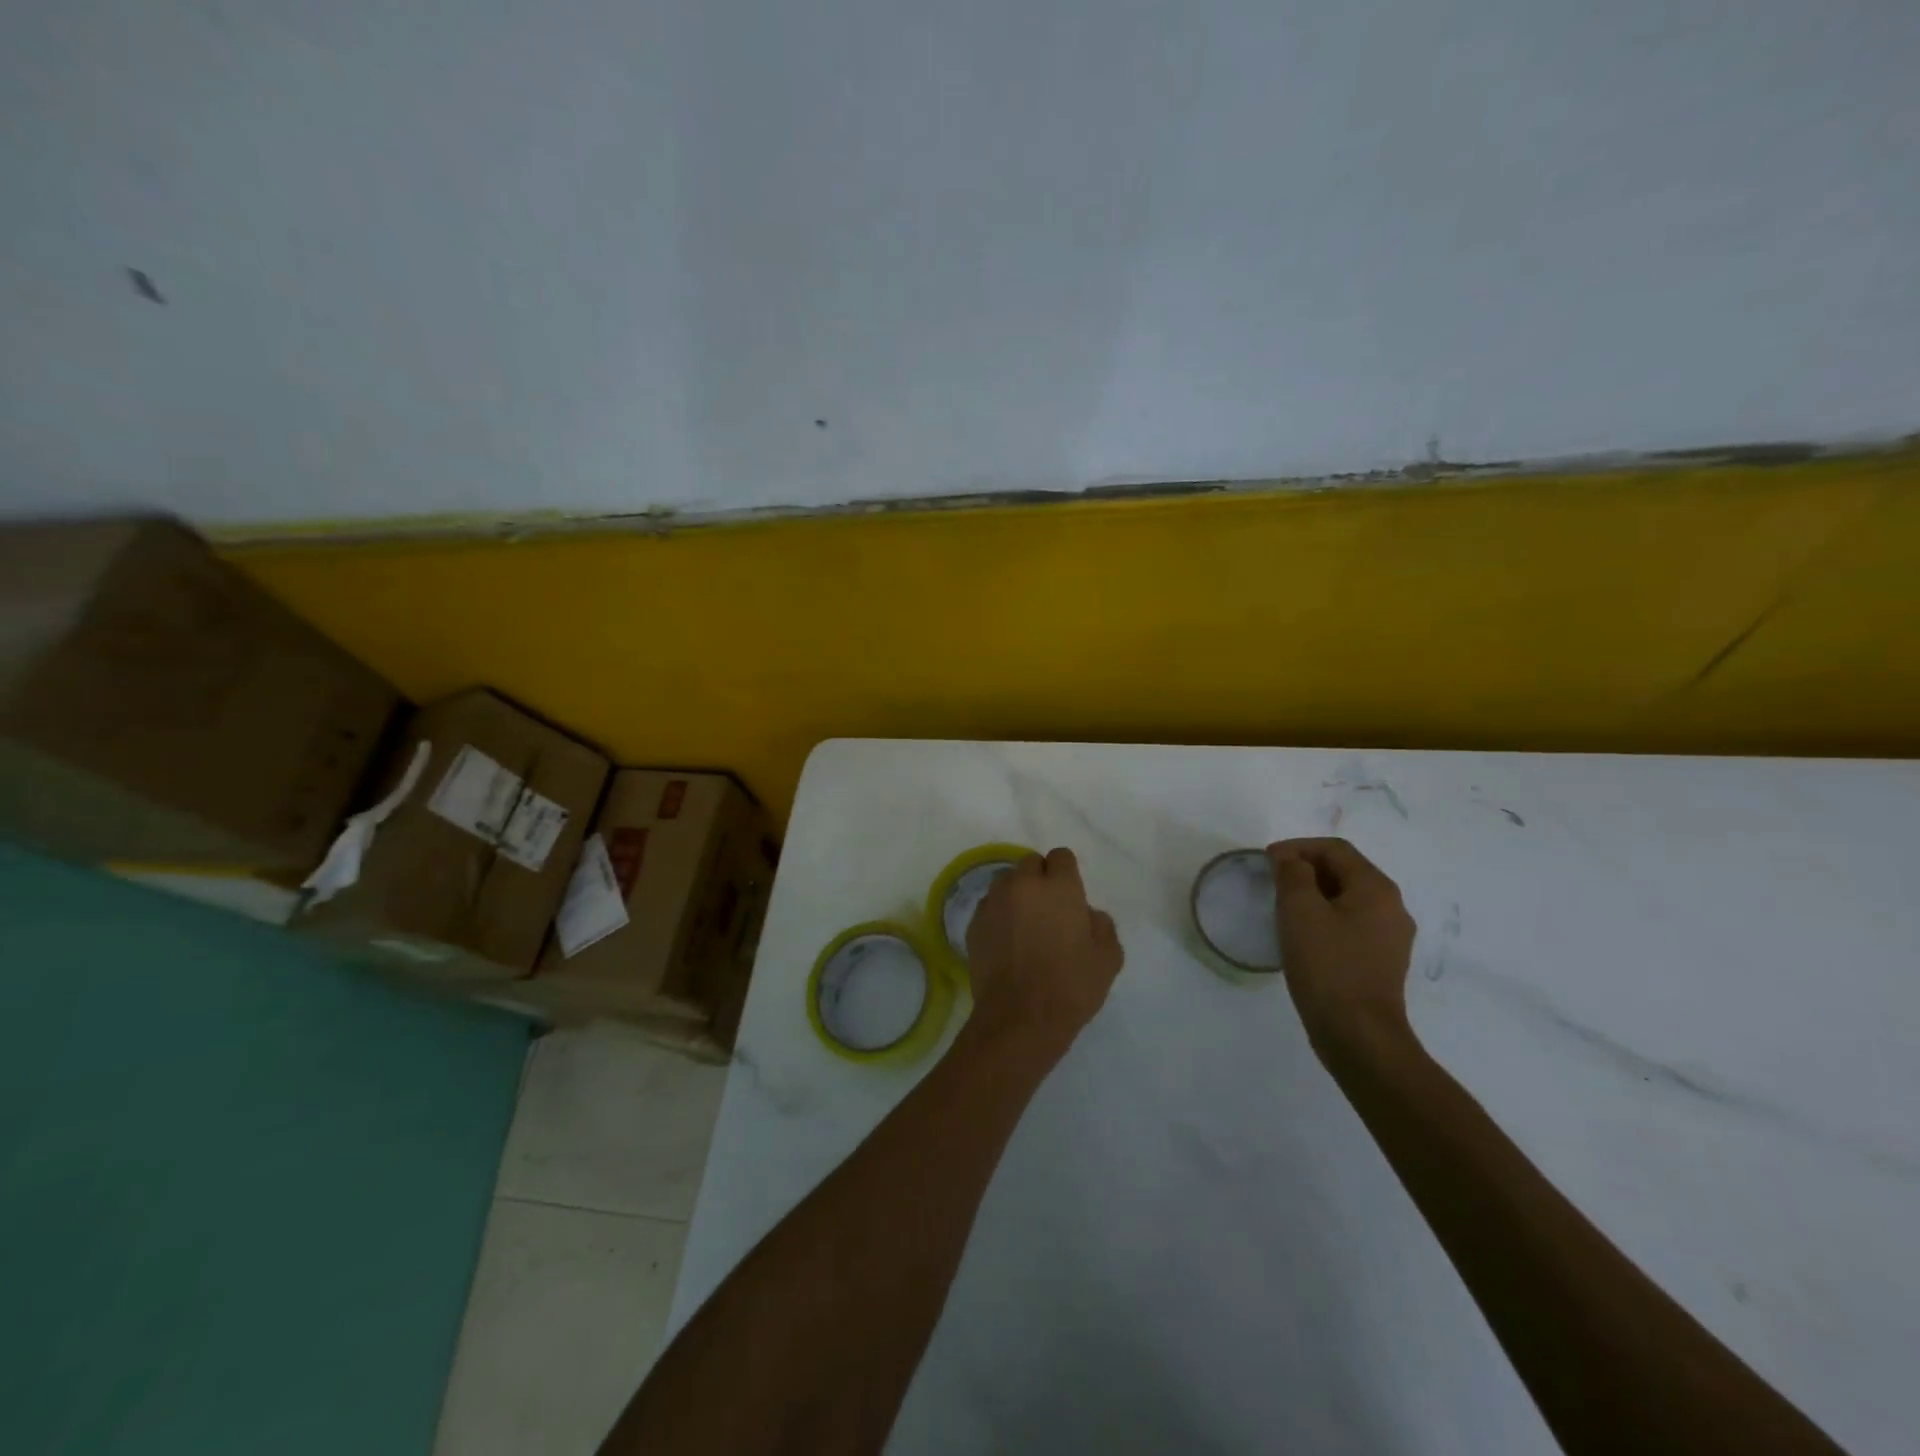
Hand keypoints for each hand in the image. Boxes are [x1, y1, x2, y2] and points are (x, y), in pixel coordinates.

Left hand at [965, 848, 1123, 1058]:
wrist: (1019, 1019)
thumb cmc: (1070, 987)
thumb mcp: (1108, 958)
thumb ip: (1102, 925)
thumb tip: (1087, 914)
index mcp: (1059, 887)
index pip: (1061, 856)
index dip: (1066, 874)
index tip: (1070, 897)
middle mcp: (1023, 885)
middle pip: (1031, 864)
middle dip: (1040, 879)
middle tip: (1048, 911)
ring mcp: (994, 902)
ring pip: (1006, 882)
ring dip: (1017, 894)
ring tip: (1024, 925)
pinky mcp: (974, 923)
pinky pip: (989, 906)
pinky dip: (998, 915)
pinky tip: (1006, 942)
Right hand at [1266, 837, 1417, 1060]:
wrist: (1358, 1034)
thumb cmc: (1327, 965)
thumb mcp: (1300, 910)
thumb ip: (1293, 874)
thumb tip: (1290, 860)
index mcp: (1376, 888)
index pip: (1335, 849)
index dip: (1297, 847)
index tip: (1265, 861)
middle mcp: (1392, 907)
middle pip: (1345, 871)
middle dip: (1305, 869)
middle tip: (1271, 881)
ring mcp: (1390, 937)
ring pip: (1347, 899)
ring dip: (1314, 895)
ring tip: (1282, 906)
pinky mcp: (1381, 962)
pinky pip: (1351, 925)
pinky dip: (1325, 918)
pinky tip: (1302, 936)